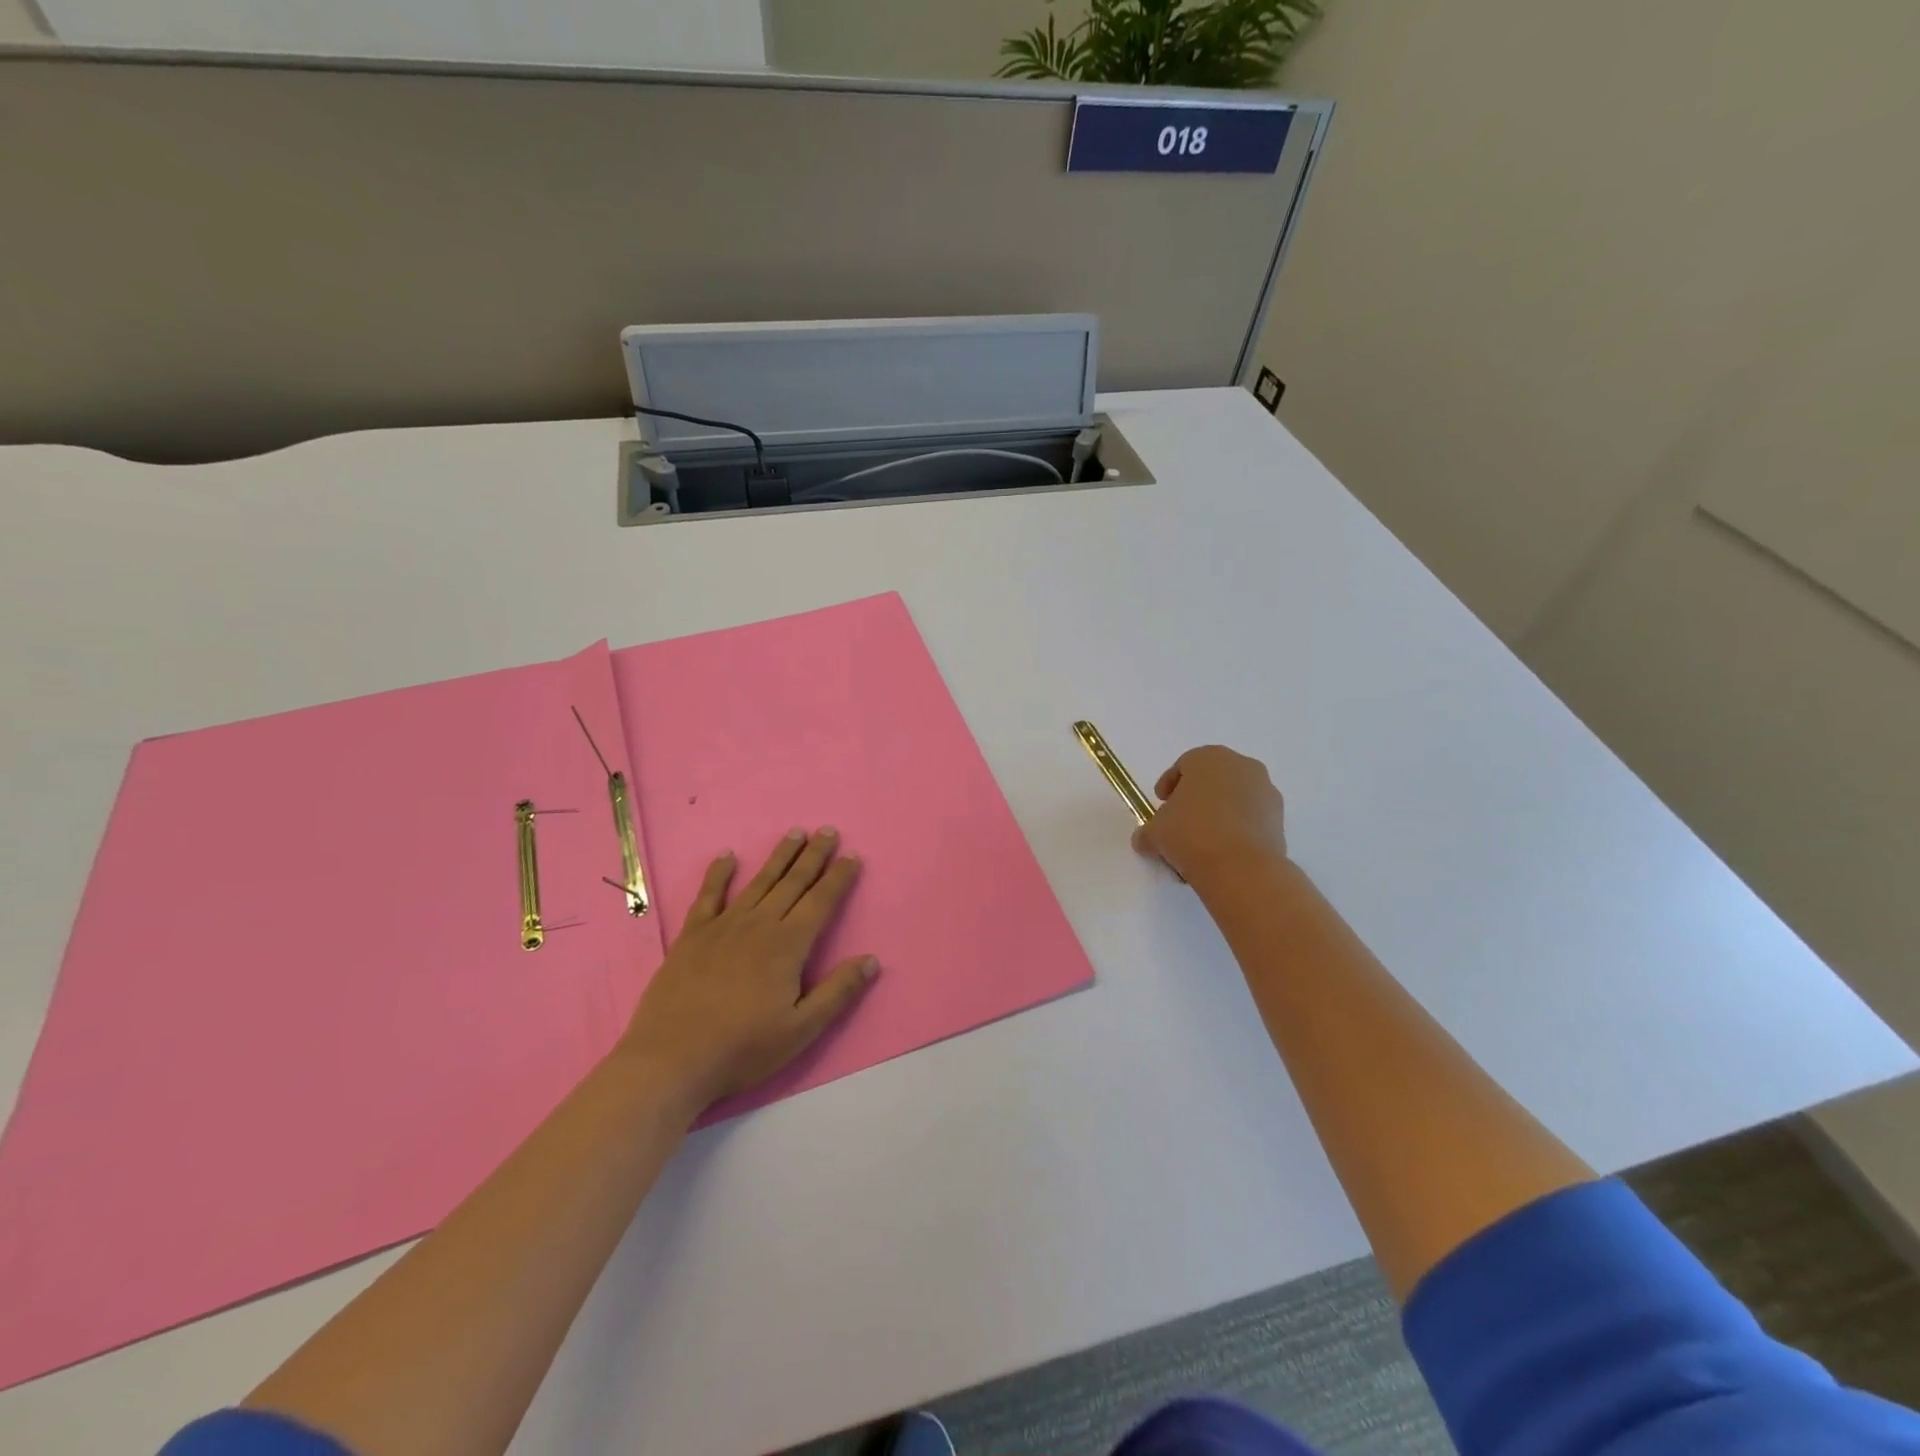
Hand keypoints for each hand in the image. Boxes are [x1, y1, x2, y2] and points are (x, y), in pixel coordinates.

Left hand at [617, 828, 877, 1113]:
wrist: (672, 1060)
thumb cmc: (743, 1048)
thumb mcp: (801, 1030)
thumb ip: (838, 992)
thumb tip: (872, 960)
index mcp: (788, 945)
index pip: (821, 902)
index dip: (838, 878)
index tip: (852, 856)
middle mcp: (759, 925)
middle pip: (793, 883)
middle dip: (814, 856)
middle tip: (828, 831)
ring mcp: (723, 927)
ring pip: (758, 882)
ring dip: (779, 856)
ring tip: (795, 833)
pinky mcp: (692, 936)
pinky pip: (708, 896)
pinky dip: (718, 874)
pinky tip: (727, 856)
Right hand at [1131, 746, 1287, 886]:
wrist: (1240, 867)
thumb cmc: (1191, 834)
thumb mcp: (1155, 832)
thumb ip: (1147, 831)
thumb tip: (1144, 840)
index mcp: (1208, 758)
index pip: (1184, 765)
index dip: (1169, 784)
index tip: (1161, 802)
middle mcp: (1241, 766)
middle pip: (1212, 778)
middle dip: (1197, 797)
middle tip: (1181, 820)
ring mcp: (1265, 791)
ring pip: (1235, 797)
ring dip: (1219, 813)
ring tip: (1203, 841)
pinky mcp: (1280, 818)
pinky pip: (1251, 817)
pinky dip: (1238, 828)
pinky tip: (1223, 850)